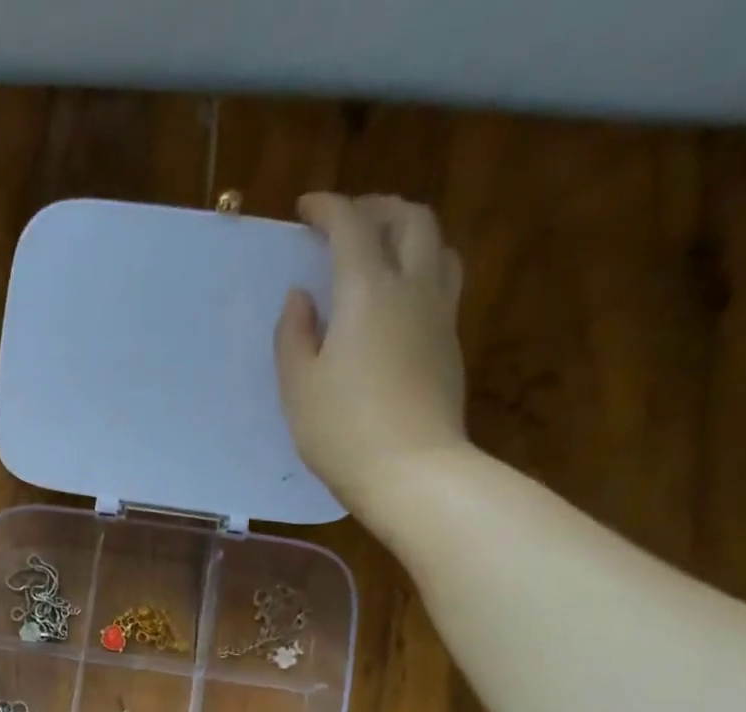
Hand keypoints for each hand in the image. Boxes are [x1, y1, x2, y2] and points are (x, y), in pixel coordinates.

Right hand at [275, 193, 468, 519]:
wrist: (410, 469)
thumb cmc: (341, 430)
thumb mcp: (298, 386)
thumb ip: (294, 335)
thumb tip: (301, 297)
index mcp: (368, 291)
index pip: (351, 226)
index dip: (328, 208)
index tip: (306, 208)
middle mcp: (412, 286)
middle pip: (408, 219)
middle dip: (375, 208)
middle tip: (346, 221)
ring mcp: (439, 313)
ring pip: (436, 244)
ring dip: (408, 231)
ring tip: (382, 248)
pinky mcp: (450, 341)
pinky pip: (443, 279)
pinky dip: (421, 265)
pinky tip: (401, 294)